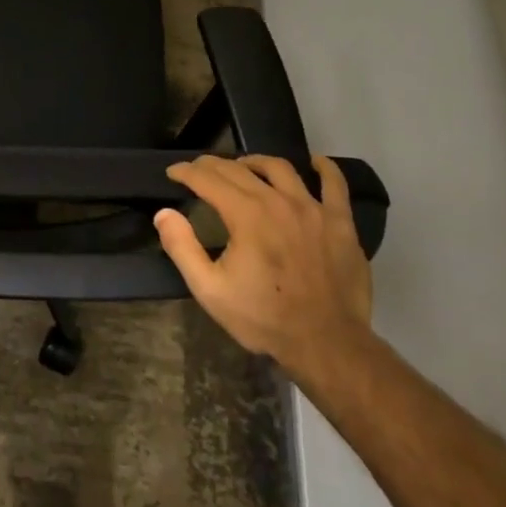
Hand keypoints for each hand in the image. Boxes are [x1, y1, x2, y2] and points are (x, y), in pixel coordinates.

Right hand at [154, 154, 373, 383]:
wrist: (326, 344)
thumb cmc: (263, 318)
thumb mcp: (209, 289)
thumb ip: (182, 247)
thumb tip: (164, 213)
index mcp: (245, 215)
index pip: (208, 179)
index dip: (186, 172)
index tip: (173, 172)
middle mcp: (278, 201)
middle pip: (240, 170)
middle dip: (213, 165)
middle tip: (199, 169)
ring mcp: (313, 209)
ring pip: (281, 168)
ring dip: (256, 162)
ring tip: (245, 166)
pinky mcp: (341, 223)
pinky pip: (335, 185)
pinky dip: (325, 168)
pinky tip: (316, 162)